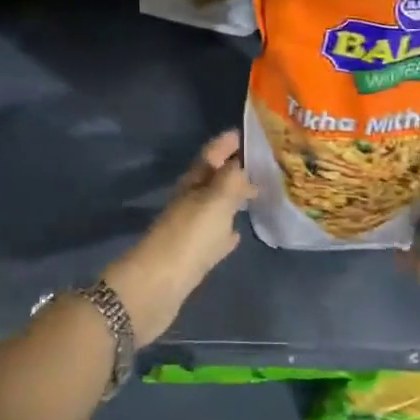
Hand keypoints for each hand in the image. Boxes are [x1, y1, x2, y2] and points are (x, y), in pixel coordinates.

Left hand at [102, 131, 254, 346]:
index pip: (210, 155)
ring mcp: (190, 230)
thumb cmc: (189, 237)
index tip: (244, 133)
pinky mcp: (193, 257)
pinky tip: (237, 233)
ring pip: (214, 207)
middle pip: (212, 180)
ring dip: (232, 198)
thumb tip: (242, 161)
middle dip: (233, 169)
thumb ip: (231, 180)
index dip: (225, 143)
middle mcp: (189, 202)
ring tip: (255, 192)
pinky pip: (214, 237)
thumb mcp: (214, 202)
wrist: (158, 286)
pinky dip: (226, 232)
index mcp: (192, 184)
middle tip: (260, 163)